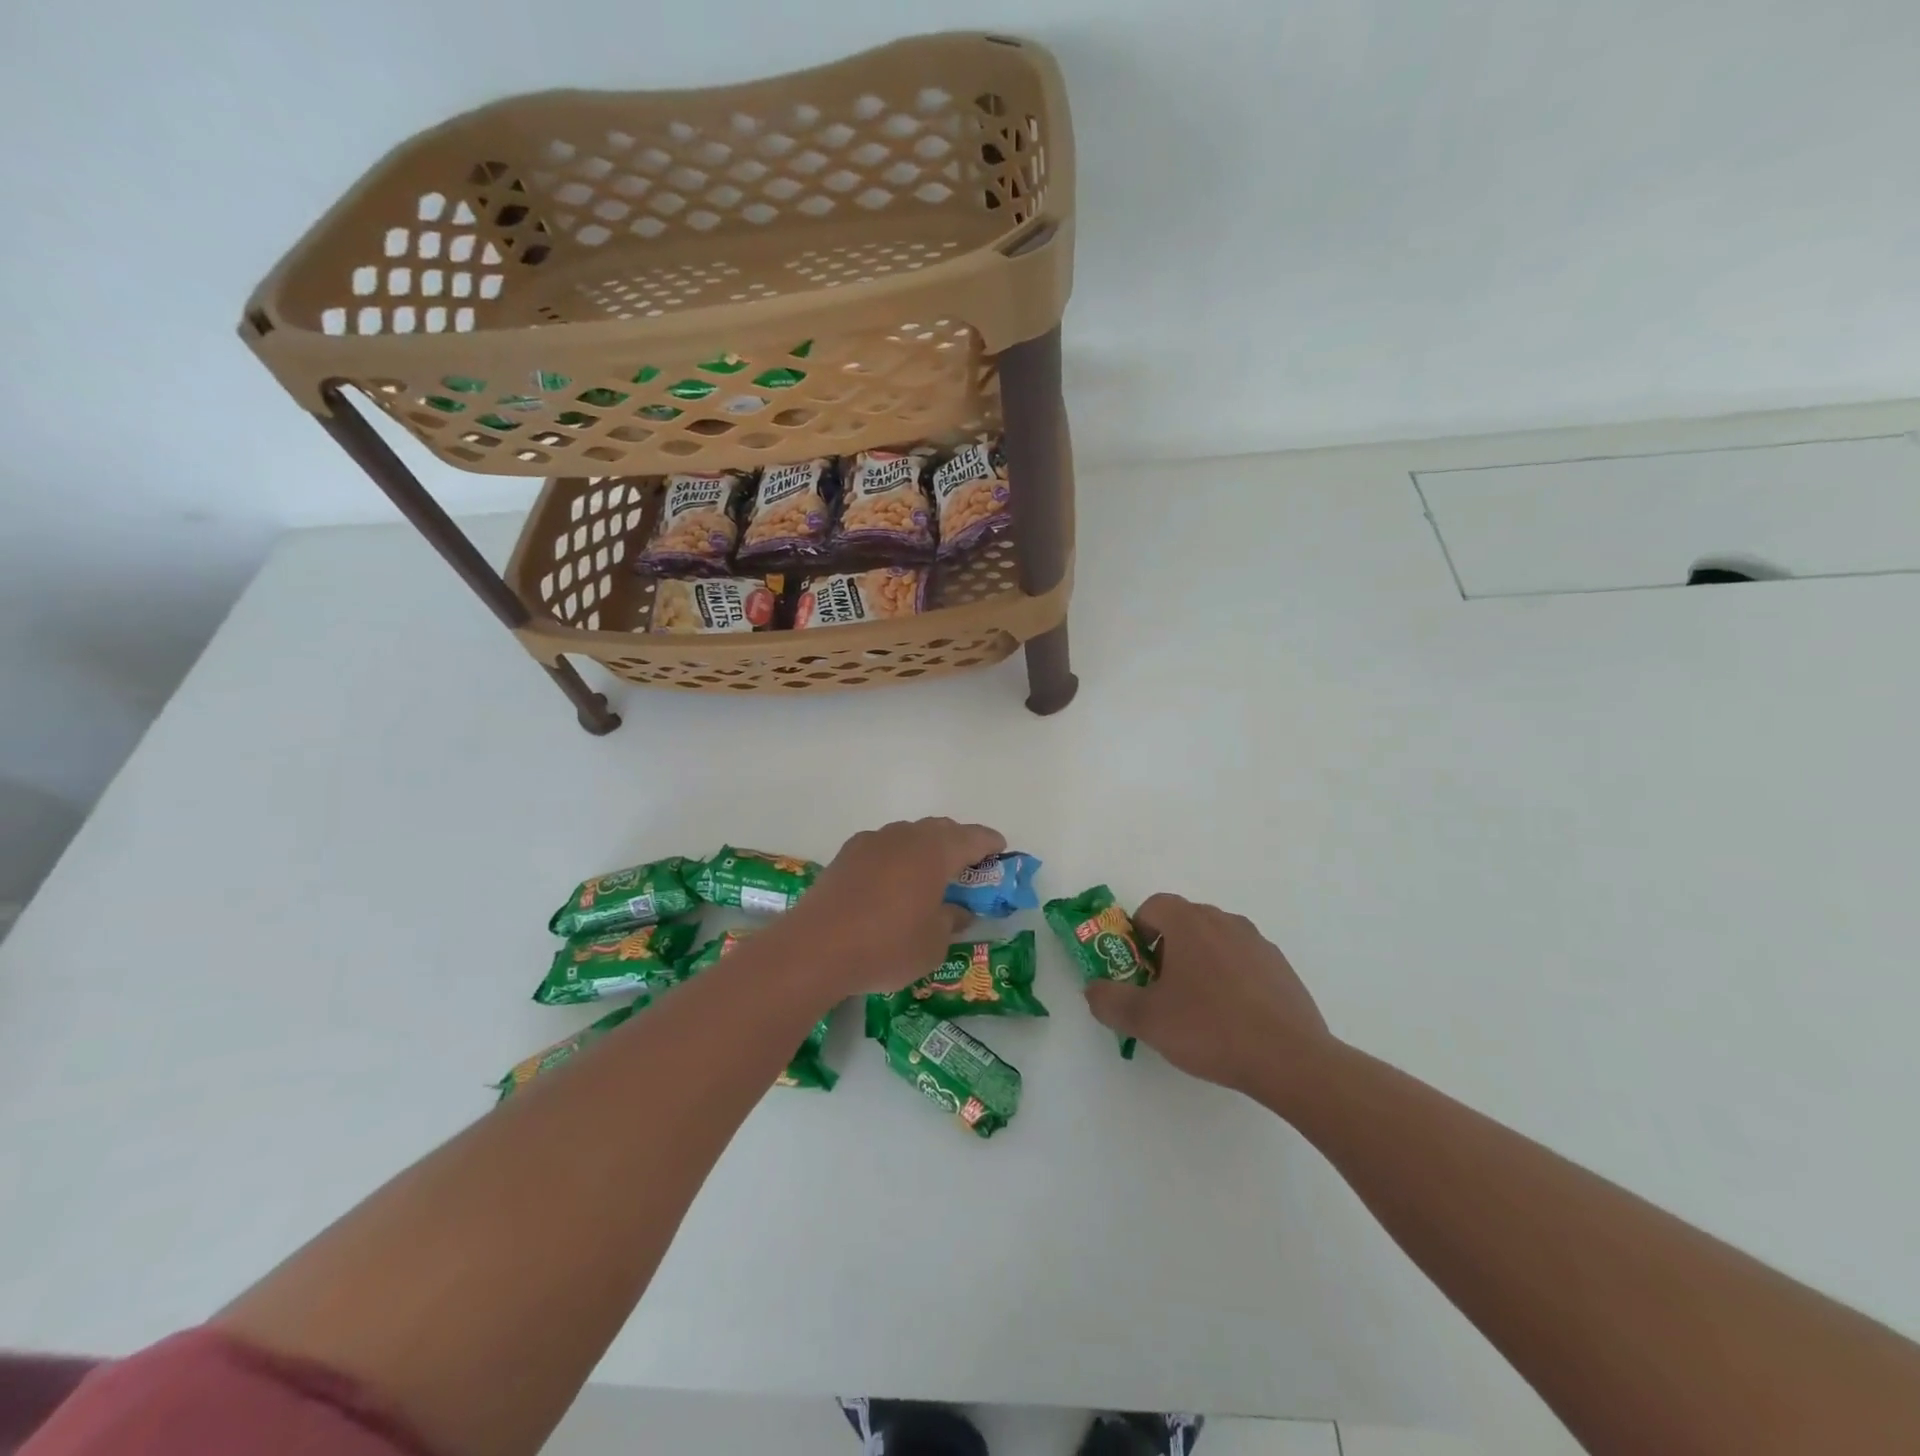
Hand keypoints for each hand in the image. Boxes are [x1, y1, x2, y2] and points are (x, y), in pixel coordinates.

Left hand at [777, 818, 1004, 996]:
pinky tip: (892, 883)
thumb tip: (957, 910)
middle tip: (968, 867)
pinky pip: (883, 847)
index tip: (1000, 852)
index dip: (990, 844)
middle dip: (958, 843)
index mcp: (934, 852)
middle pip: (940, 829)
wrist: (815, 948)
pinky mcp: (846, 855)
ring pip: (909, 835)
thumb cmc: (887, 946)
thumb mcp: (933, 944)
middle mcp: (905, 836)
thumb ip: (951, 921)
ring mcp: (872, 842)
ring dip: (925, 849)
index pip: (972, 838)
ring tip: (929, 876)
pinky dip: (897, 858)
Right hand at [1083, 894, 1336, 1100]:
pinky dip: (1231, 979)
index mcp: (1190, 923)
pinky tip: (1233, 1019)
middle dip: (1166, 949)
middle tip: (1161, 991)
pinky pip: (1243, 962)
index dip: (1138, 933)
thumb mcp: (1147, 1021)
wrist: (1291, 1059)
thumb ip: (1110, 1000)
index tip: (1137, 969)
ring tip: (1198, 1009)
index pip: (1153, 906)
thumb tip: (1093, 989)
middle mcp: (1224, 921)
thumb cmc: (1210, 1029)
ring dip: (1199, 963)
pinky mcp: (1281, 968)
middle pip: (1184, 922)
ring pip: (1215, 941)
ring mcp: (1258, 943)